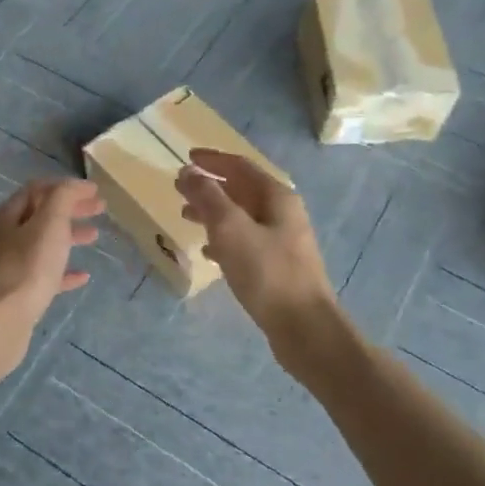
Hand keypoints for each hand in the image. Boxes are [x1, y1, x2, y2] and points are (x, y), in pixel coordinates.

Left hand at [0, 179, 102, 341]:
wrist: (1, 320)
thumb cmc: (28, 266)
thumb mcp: (50, 223)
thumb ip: (63, 198)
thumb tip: (76, 185)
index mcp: (10, 215)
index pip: (38, 189)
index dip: (66, 186)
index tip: (93, 190)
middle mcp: (7, 236)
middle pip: (42, 215)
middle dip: (71, 209)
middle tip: (100, 209)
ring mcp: (11, 266)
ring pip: (44, 244)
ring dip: (69, 236)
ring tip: (94, 237)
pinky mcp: (19, 292)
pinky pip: (45, 275)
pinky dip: (64, 271)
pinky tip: (83, 276)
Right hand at [176, 149, 335, 340]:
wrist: (304, 327)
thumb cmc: (267, 272)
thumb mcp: (231, 229)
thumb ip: (208, 198)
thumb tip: (189, 172)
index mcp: (276, 197)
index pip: (240, 166)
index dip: (212, 160)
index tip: (186, 158)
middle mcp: (282, 213)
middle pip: (241, 190)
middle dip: (210, 186)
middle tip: (179, 188)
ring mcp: (282, 241)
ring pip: (241, 217)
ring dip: (214, 213)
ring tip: (186, 216)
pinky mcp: (277, 266)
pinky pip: (245, 242)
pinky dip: (224, 240)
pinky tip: (208, 252)